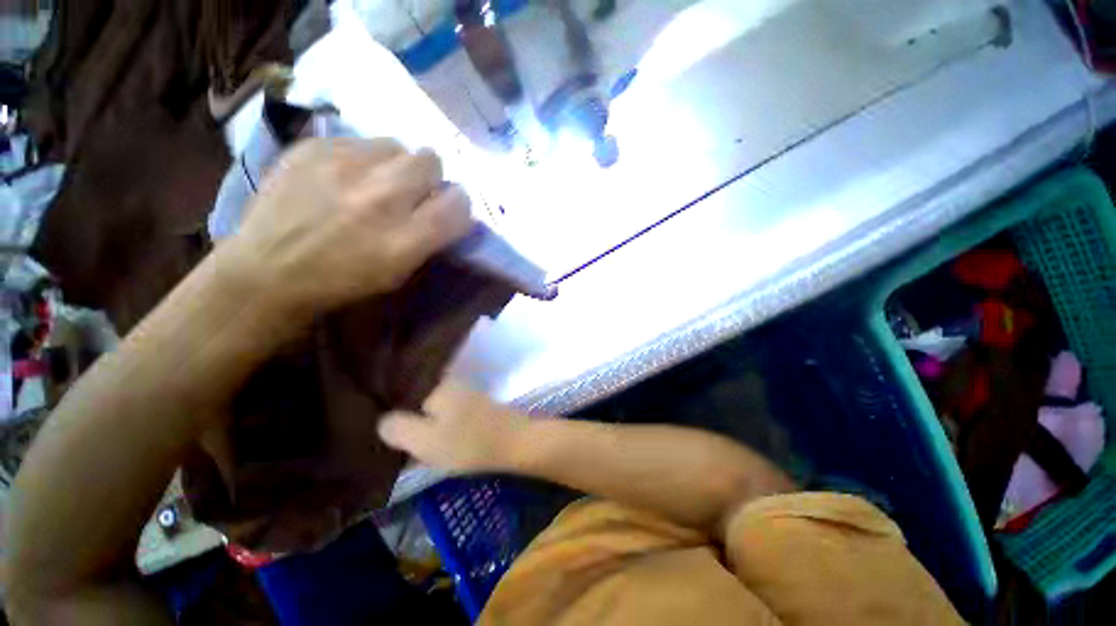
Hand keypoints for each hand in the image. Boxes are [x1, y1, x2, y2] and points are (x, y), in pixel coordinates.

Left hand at [217, 137, 472, 318]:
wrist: (267, 272)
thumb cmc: (342, 282)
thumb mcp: (401, 273)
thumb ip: (430, 239)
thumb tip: (447, 209)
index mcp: (404, 239)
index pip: (458, 203)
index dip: (458, 205)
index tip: (447, 210)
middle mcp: (380, 198)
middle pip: (430, 160)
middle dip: (428, 177)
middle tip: (411, 192)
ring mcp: (342, 167)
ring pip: (396, 145)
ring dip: (396, 164)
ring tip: (375, 181)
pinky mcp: (311, 148)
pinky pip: (358, 140)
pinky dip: (361, 158)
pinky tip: (343, 177)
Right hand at [378, 380, 531, 472]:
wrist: (514, 443)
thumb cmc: (468, 442)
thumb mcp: (425, 440)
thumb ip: (398, 429)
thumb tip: (382, 421)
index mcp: (435, 387)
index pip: (400, 388)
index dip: (385, 405)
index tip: (374, 424)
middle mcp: (449, 384)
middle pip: (415, 398)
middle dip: (402, 416)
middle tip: (388, 438)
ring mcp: (464, 394)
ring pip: (430, 407)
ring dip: (419, 423)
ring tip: (405, 443)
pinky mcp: (473, 407)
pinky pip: (445, 414)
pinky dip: (436, 426)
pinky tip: (431, 441)